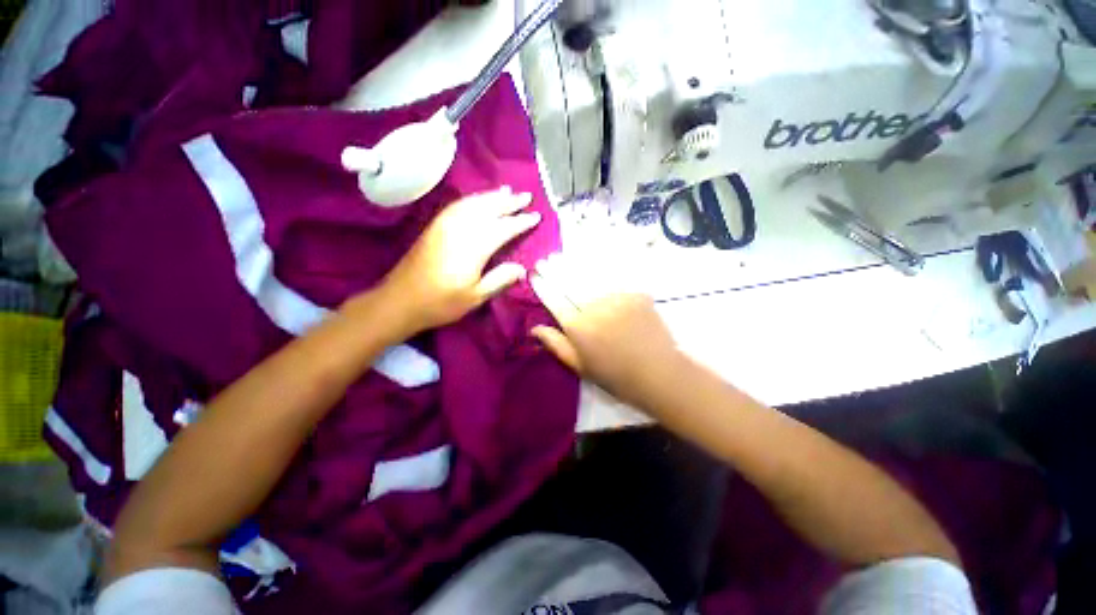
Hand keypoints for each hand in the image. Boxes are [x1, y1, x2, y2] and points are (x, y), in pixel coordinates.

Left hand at [382, 187, 540, 334]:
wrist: (400, 300)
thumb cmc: (441, 303)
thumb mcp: (475, 297)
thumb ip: (499, 279)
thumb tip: (522, 268)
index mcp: (473, 247)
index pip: (503, 228)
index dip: (521, 222)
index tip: (536, 216)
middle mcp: (460, 230)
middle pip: (488, 209)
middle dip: (509, 202)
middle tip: (526, 196)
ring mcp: (445, 225)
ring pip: (473, 203)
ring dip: (491, 196)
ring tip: (507, 192)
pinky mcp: (435, 226)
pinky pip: (457, 205)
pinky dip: (472, 199)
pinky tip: (478, 200)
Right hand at [529, 253, 680, 406]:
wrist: (658, 373)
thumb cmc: (614, 375)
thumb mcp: (580, 366)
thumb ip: (556, 344)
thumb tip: (534, 328)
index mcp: (577, 327)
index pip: (553, 300)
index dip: (542, 286)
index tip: (534, 275)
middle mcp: (593, 307)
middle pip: (569, 284)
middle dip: (554, 270)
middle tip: (544, 260)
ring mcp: (616, 298)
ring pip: (590, 276)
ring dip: (573, 264)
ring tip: (561, 256)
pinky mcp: (636, 293)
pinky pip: (615, 278)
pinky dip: (601, 268)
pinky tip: (591, 259)